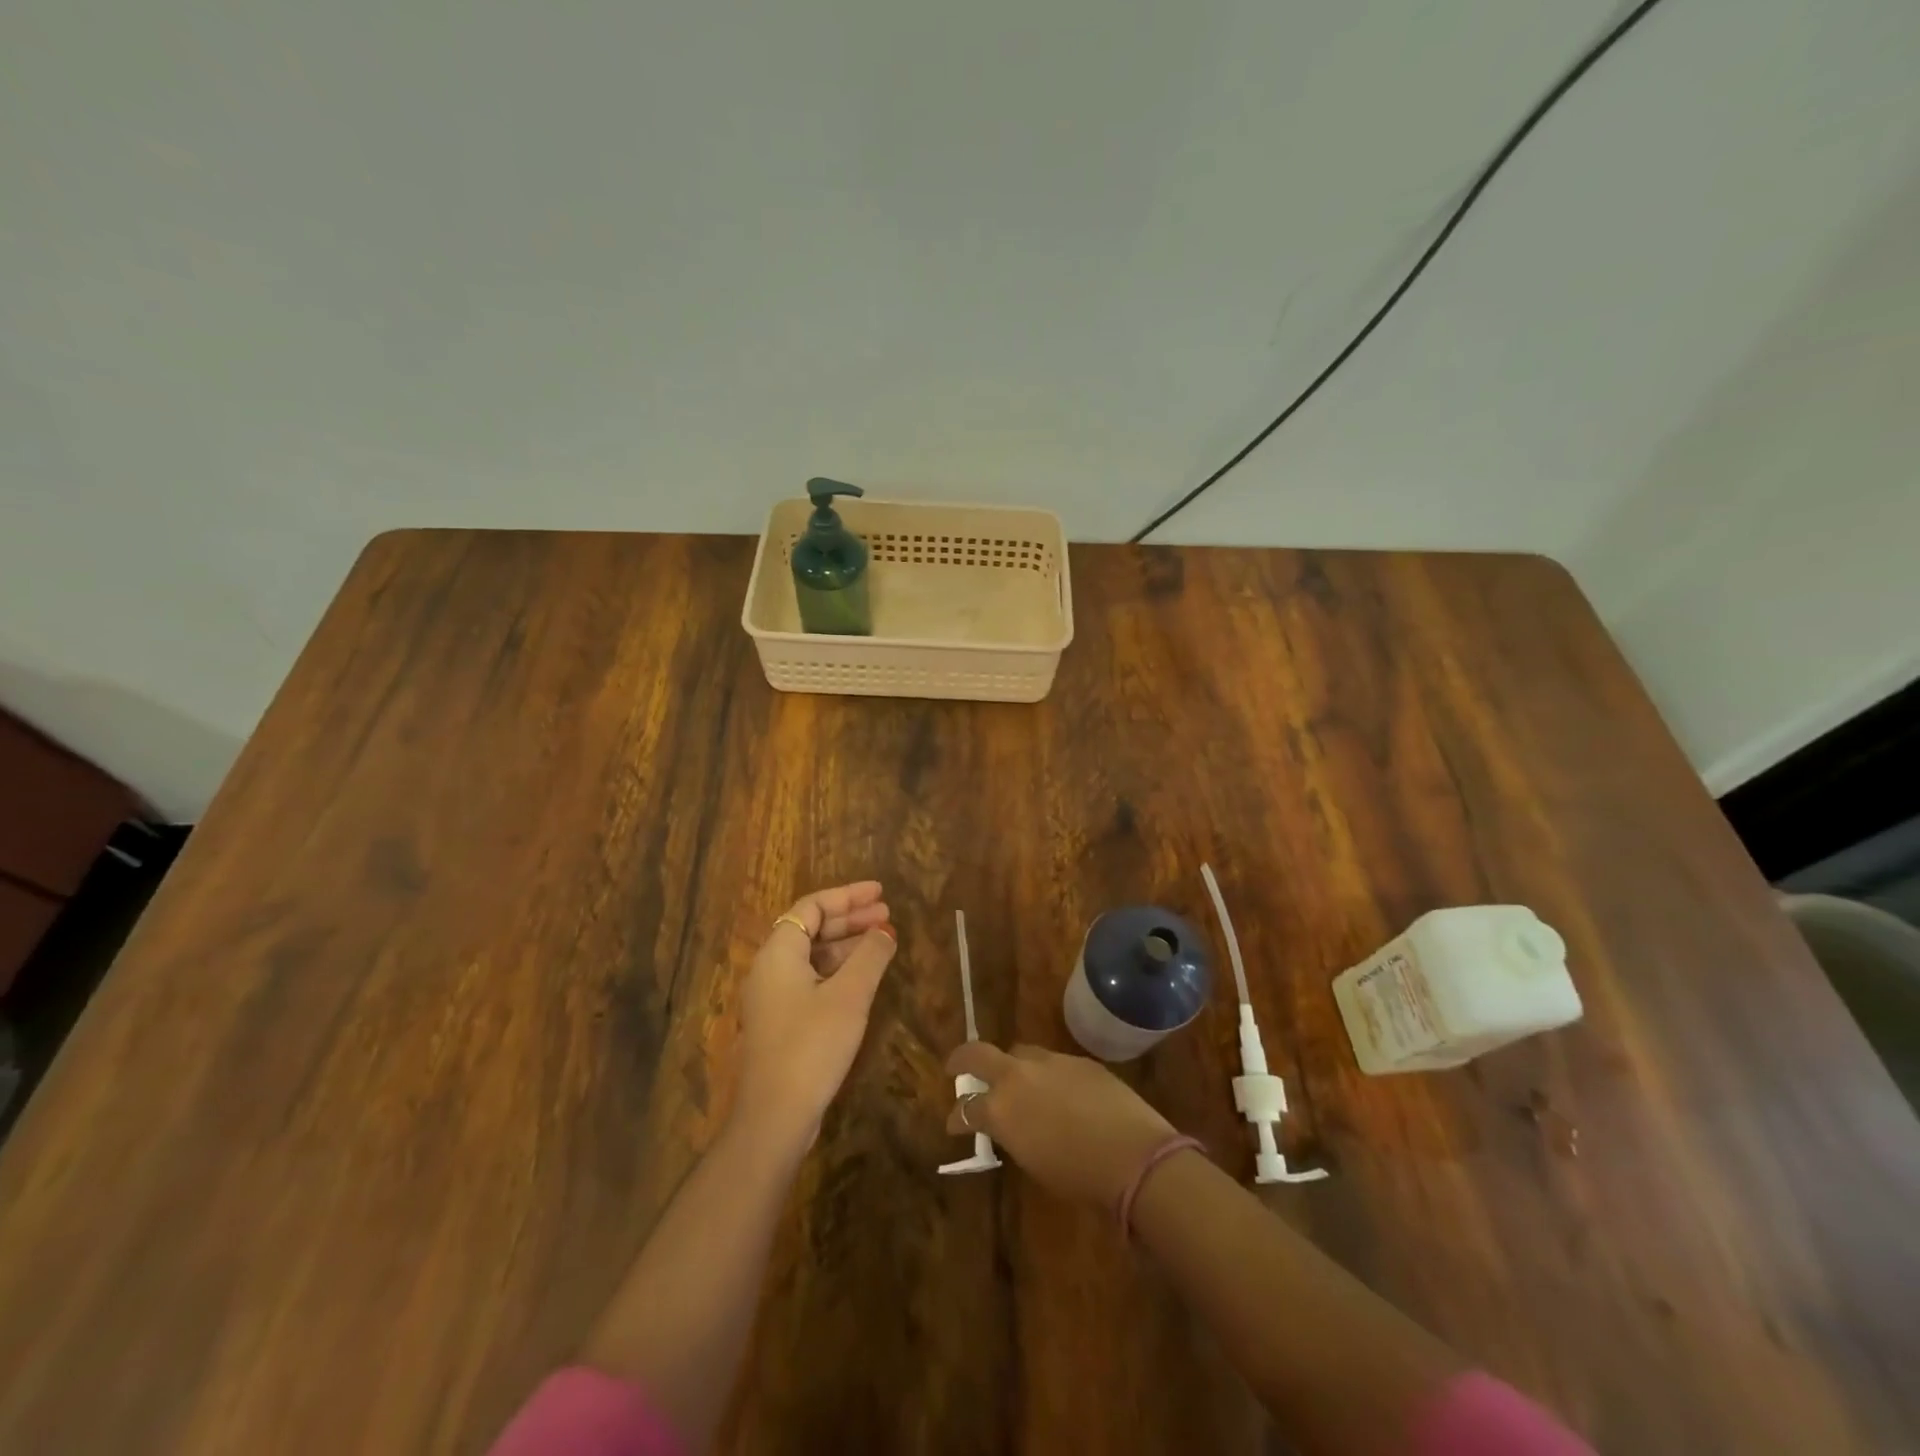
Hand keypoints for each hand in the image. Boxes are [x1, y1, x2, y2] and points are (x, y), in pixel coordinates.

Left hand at [733, 882, 896, 1151]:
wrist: (775, 1115)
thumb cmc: (812, 1045)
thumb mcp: (849, 995)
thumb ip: (870, 956)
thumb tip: (885, 931)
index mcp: (779, 952)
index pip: (812, 907)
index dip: (848, 896)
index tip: (880, 893)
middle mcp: (770, 968)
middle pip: (811, 928)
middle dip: (850, 919)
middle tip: (887, 914)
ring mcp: (773, 996)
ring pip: (812, 955)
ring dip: (846, 944)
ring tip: (883, 941)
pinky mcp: (781, 1021)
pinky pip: (811, 979)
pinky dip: (838, 969)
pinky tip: (864, 976)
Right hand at [945, 1043, 1176, 1207]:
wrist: (1132, 1154)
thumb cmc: (1078, 1176)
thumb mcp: (1033, 1161)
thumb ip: (1013, 1135)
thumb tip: (1010, 1126)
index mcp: (1001, 1108)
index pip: (966, 1108)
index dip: (957, 1117)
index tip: (953, 1124)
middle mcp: (1019, 1075)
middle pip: (979, 1054)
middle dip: (963, 1059)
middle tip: (955, 1068)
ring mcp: (1050, 1061)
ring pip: (1020, 1052)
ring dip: (1012, 1066)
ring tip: (1017, 1082)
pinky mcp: (1079, 1060)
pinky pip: (1053, 1063)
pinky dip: (1047, 1075)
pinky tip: (1060, 1093)